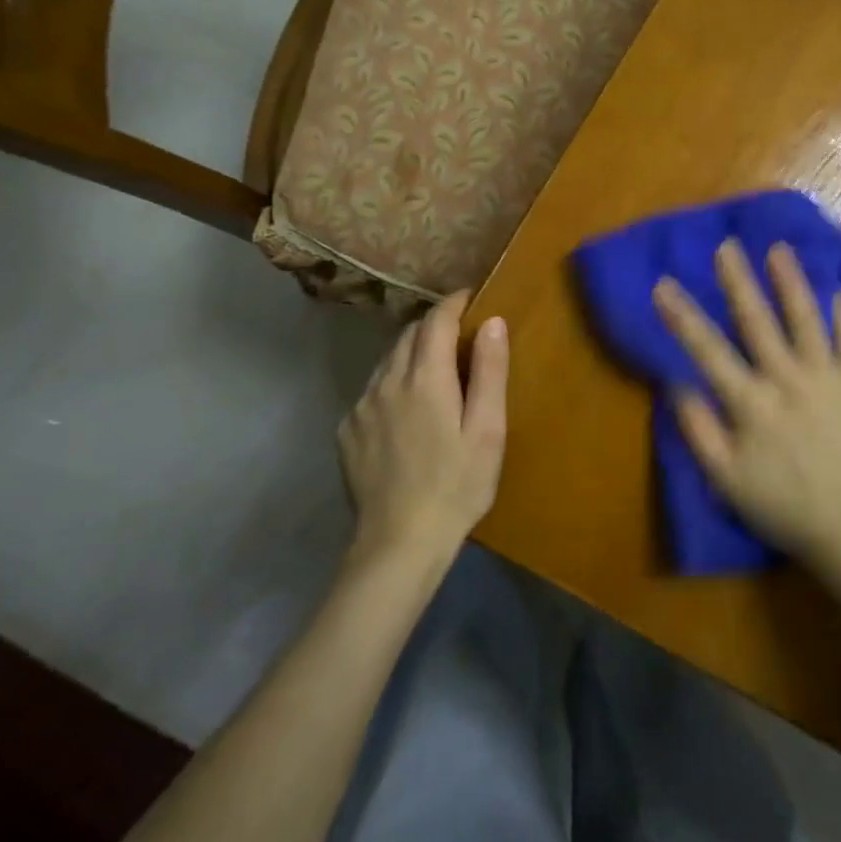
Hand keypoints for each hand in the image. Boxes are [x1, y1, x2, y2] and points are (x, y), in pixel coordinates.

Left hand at [338, 291, 507, 564]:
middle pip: (408, 336)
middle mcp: (386, 382)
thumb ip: (489, 371)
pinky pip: (372, 390)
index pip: (436, 321)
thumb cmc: (457, 485)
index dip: (453, 303)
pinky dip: (392, 383)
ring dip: (411, 353)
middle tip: (459, 334)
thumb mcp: (487, 430)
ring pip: (387, 361)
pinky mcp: (347, 432)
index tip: (470, 297)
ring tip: (434, 369)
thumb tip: (493, 322)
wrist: (398, 544)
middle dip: (433, 326)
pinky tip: (406, 410)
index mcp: (425, 378)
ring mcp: (361, 407)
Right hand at [653, 239, 840, 565]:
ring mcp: (829, 378)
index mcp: (751, 404)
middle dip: (738, 281)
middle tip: (726, 246)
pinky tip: (835, 288)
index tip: (663, 284)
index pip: (708, 350)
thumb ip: (698, 430)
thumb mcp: (725, 480)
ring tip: (779, 249)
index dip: (682, 316)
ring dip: (791, 282)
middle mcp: (788, 380)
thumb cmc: (781, 504)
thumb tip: (676, 383)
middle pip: (757, 321)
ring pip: (806, 319)